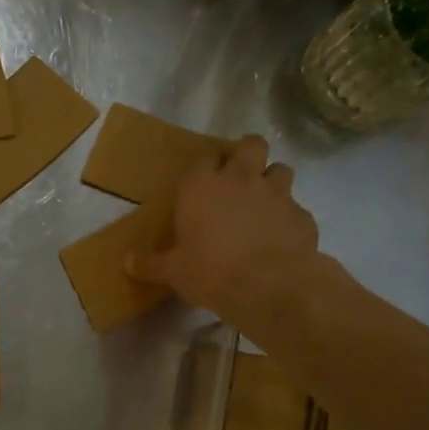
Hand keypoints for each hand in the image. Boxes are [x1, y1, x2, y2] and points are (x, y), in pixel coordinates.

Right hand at [126, 136, 323, 346]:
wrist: (269, 285)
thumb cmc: (210, 270)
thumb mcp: (172, 271)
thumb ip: (150, 263)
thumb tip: (126, 262)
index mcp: (201, 185)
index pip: (203, 158)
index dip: (205, 166)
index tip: (202, 181)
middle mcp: (240, 178)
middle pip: (250, 144)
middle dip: (247, 155)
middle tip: (239, 178)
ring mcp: (276, 192)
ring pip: (280, 168)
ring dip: (272, 181)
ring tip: (264, 203)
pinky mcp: (302, 214)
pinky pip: (295, 207)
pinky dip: (288, 218)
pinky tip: (281, 237)